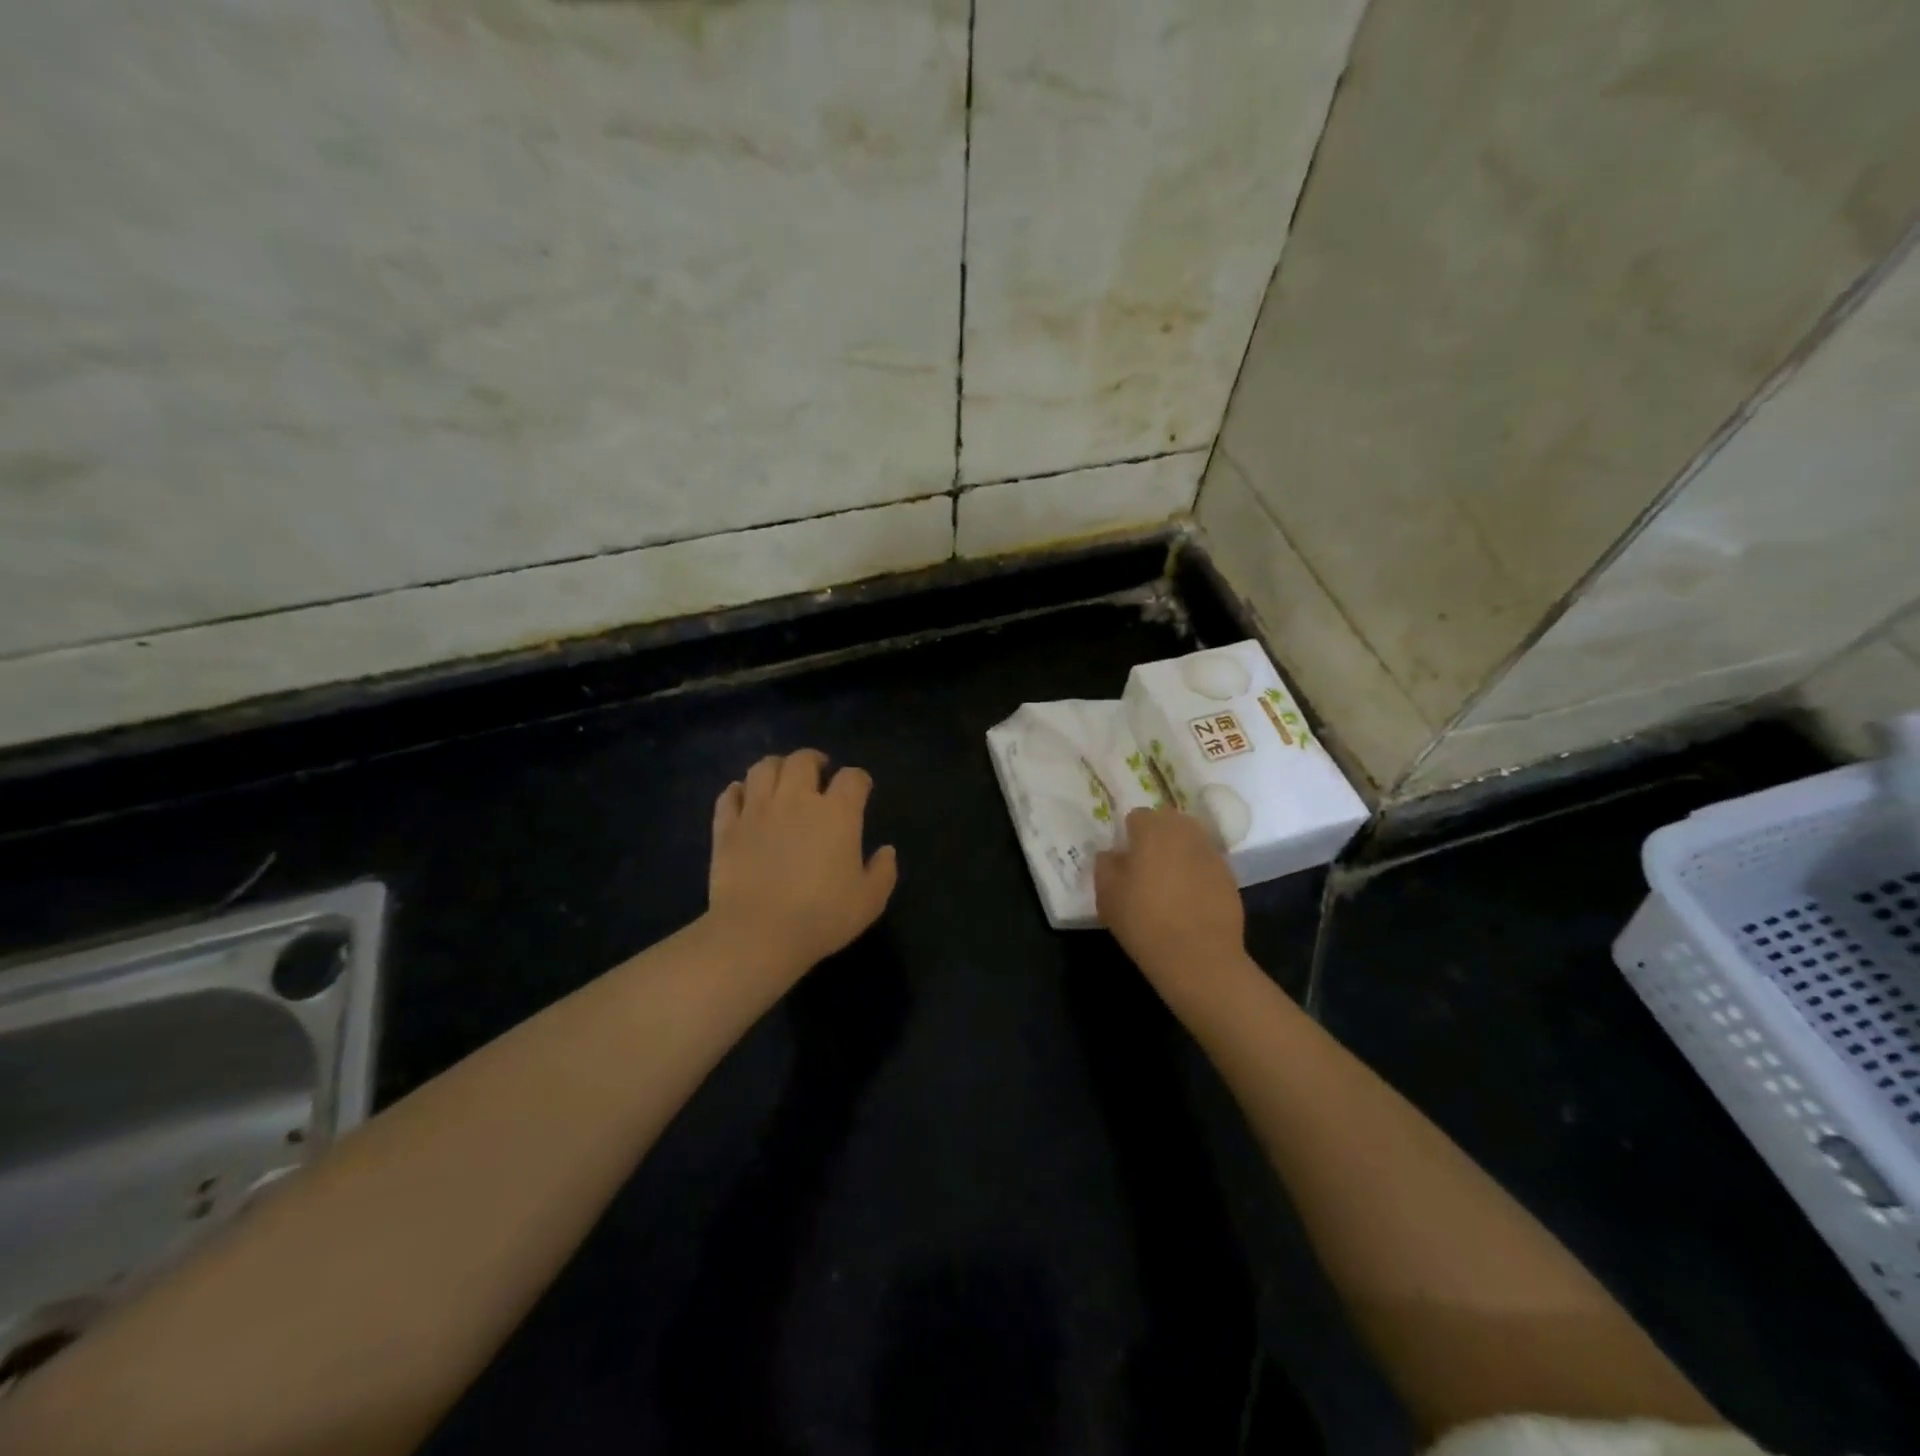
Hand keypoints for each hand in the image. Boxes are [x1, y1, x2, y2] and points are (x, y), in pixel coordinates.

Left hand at [706, 749, 897, 979]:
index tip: (861, 789)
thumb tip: (886, 850)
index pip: (852, 777)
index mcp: (837, 813)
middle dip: (814, 761)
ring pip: (763, 768)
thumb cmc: (821, 918)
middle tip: (819, 773)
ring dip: (776, 767)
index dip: (859, 779)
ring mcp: (757, 810)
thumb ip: (883, 871)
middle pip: (803, 760)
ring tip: (781, 779)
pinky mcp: (727, 827)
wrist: (758, 935)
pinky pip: (729, 795)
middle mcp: (796, 800)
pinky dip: (738, 791)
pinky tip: (744, 799)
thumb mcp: (869, 901)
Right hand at [1095, 807, 1244, 981]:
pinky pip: (1206, 864)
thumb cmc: (1144, 921)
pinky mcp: (1229, 876)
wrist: (1199, 957)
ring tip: (1168, 881)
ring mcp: (1211, 853)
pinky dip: (1197, 873)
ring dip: (1179, 852)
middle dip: (1157, 836)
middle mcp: (1186, 832)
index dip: (1129, 835)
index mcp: (1153, 829)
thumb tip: (1112, 854)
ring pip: (1190, 841)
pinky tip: (1189, 899)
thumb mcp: (1107, 895)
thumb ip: (1105, 865)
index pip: (1137, 816)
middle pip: (1168, 822)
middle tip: (1145, 866)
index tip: (1125, 859)